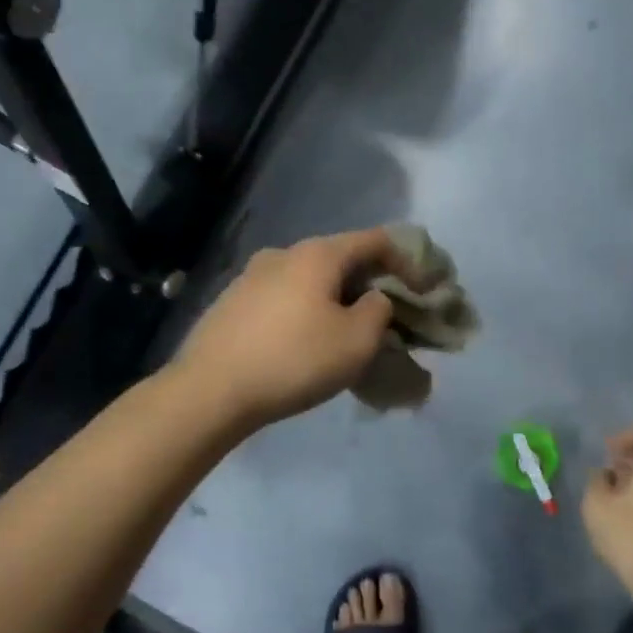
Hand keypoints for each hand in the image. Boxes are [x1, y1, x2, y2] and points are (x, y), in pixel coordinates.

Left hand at [175, 228, 407, 427]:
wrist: (208, 391)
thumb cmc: (293, 360)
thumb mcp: (356, 341)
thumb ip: (379, 311)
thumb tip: (373, 299)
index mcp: (317, 254)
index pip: (375, 240)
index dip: (406, 260)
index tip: (423, 289)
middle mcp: (283, 253)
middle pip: (341, 258)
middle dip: (369, 283)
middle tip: (387, 315)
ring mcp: (251, 276)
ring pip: (309, 279)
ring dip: (335, 298)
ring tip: (345, 331)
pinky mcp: (231, 302)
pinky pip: (283, 297)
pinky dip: (305, 310)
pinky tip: (304, 341)